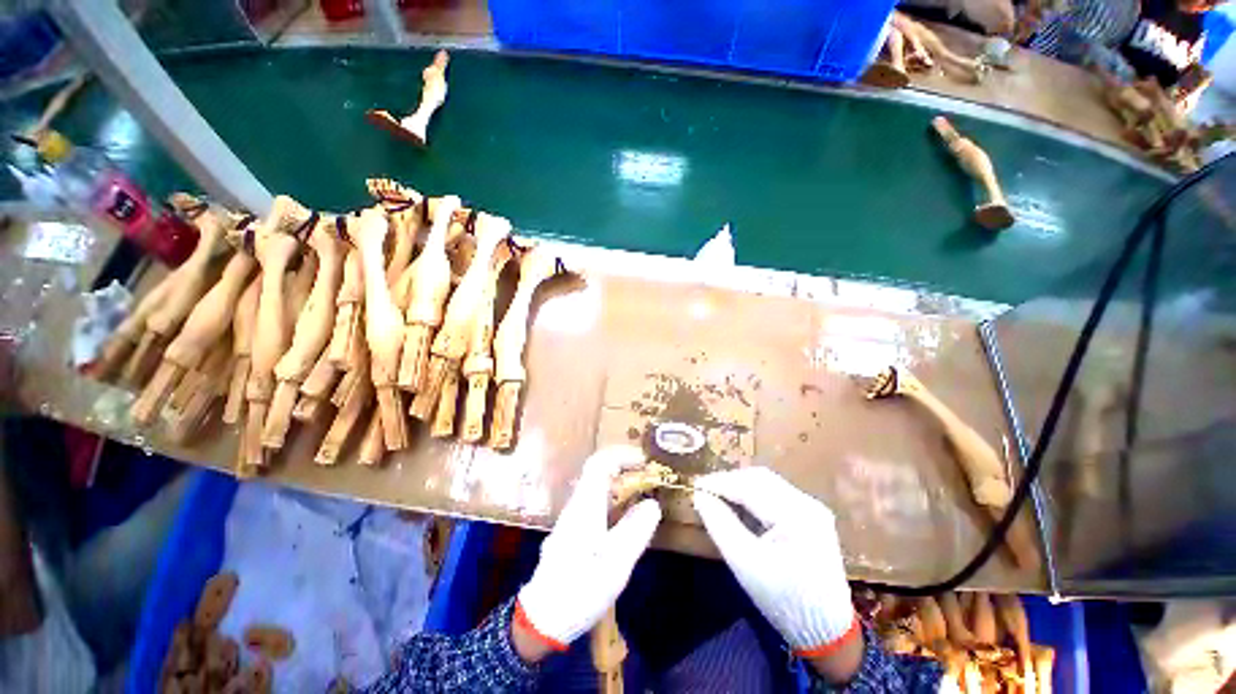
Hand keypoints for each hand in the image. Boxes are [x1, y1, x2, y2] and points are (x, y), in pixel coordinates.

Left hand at [516, 446, 661, 653]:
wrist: (542, 618)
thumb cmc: (580, 589)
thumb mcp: (615, 564)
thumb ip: (635, 530)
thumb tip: (653, 503)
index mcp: (586, 506)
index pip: (600, 463)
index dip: (623, 455)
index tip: (645, 461)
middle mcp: (577, 504)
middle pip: (598, 471)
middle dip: (624, 467)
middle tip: (649, 477)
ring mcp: (572, 517)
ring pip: (596, 487)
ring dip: (619, 483)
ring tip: (642, 494)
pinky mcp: (573, 530)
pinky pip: (595, 502)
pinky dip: (613, 499)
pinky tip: (625, 518)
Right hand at [692, 468, 859, 661]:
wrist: (826, 632)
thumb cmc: (782, 600)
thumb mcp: (744, 563)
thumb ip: (720, 524)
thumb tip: (699, 496)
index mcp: (796, 515)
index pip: (750, 486)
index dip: (719, 483)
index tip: (695, 486)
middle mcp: (807, 503)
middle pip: (760, 479)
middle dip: (729, 481)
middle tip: (705, 491)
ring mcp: (812, 507)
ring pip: (767, 483)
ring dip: (740, 486)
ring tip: (718, 496)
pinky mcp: (811, 515)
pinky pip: (775, 494)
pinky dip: (753, 495)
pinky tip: (739, 506)